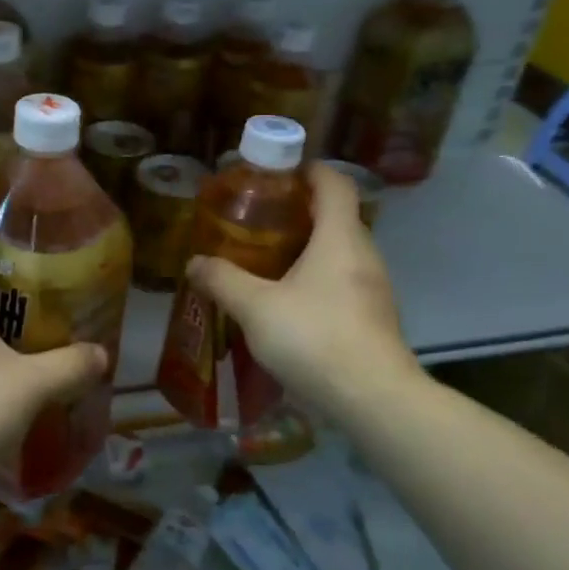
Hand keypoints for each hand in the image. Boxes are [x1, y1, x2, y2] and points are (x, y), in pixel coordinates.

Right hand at [186, 163, 420, 419]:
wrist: (373, 400)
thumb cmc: (314, 337)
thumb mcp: (255, 307)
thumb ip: (222, 280)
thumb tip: (194, 263)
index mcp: (340, 237)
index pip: (334, 183)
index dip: (309, 170)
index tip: (279, 172)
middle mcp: (364, 254)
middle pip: (336, 217)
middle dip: (300, 211)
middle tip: (259, 219)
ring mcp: (374, 288)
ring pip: (340, 252)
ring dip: (308, 248)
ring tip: (267, 260)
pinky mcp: (374, 318)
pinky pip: (343, 281)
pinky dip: (317, 279)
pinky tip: (288, 302)